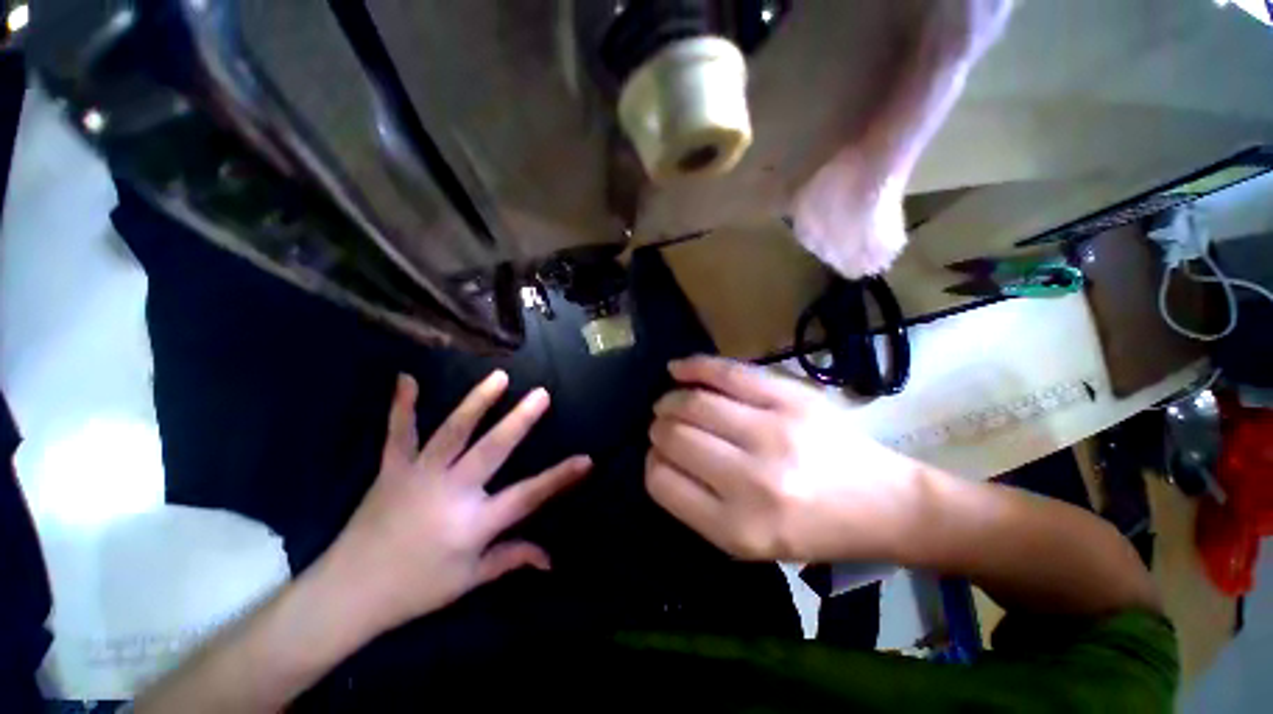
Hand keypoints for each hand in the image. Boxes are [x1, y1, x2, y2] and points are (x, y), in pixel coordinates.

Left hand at [318, 371, 590, 634]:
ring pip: (452, 432)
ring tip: (499, 378)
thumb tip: (551, 559)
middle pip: (492, 450)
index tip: (586, 460)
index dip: (559, 478)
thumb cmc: (415, 589)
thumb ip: (512, 559)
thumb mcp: (469, 580)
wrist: (347, 594)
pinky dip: (403, 405)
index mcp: (473, 522)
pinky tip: (406, 378)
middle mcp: (451, 492)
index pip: (527, 496)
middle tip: (541, 394)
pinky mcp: (392, 469)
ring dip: (477, 402)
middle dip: (520, 422)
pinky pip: (398, 433)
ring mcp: (419, 475)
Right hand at [646, 356, 920, 562]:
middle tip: (661, 425)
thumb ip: (696, 504)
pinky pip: (727, 373)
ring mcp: (773, 431)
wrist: (883, 502)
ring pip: (693, 403)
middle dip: (658, 429)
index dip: (652, 464)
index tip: (657, 456)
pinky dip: (694, 367)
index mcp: (737, 527)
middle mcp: (752, 480)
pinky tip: (677, 369)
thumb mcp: (746, 542)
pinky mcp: (790, 398)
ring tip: (668, 402)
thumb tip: (659, 456)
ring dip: (670, 401)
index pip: (662, 481)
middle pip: (675, 437)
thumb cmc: (811, 530)